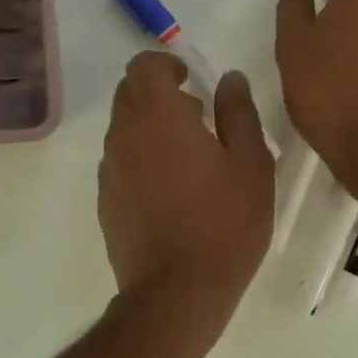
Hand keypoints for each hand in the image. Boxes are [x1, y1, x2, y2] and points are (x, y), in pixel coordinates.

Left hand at [98, 52, 274, 334]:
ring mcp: (109, 170)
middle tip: (196, 118)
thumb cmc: (224, 223)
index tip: (190, 81)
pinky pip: (120, 163)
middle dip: (158, 94)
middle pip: (128, 94)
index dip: (165, 64)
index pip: (142, 66)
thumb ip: (239, 112)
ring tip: (190, 160)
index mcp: (158, 115)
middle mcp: (123, 135)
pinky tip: (171, 193)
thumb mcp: (252, 164)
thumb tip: (229, 78)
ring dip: (150, 129)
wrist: (177, 292)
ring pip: (123, 130)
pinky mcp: (106, 202)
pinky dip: (141, 160)